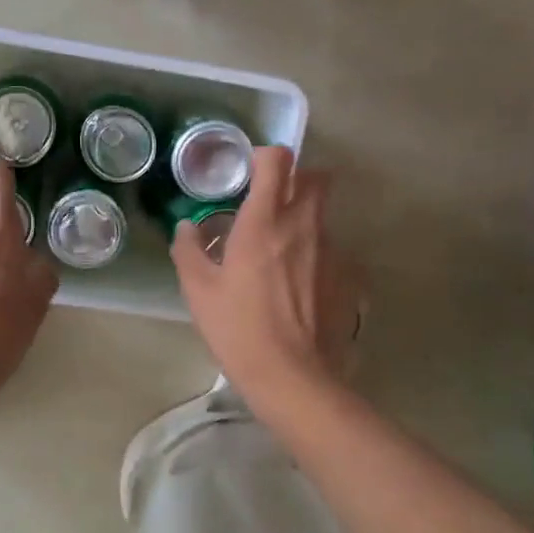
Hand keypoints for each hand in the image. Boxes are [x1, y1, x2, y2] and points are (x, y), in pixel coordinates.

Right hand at [172, 146, 360, 408]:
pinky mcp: (347, 277)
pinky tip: (299, 286)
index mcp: (265, 221)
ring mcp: (331, 251)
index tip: (250, 172)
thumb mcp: (199, 291)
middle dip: (296, 180)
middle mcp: (304, 226)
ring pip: (323, 215)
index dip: (265, 156)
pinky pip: (332, 251)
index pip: (278, 160)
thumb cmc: (238, 329)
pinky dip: (315, 256)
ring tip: (281, 253)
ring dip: (304, 220)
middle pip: (316, 177)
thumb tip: (186, 227)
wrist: (292, 376)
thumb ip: (189, 250)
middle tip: (271, 204)